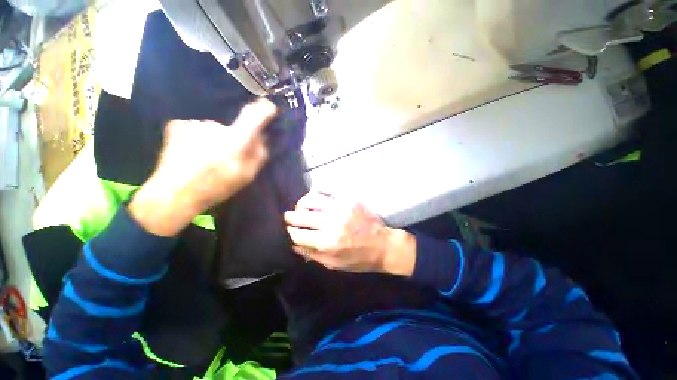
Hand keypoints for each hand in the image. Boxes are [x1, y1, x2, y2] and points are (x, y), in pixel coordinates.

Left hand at [129, 98, 276, 236]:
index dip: (263, 110)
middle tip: (224, 159)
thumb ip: (258, 155)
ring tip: (204, 160)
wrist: (174, 193)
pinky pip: (195, 130)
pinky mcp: (177, 125)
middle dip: (231, 140)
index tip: (269, 107)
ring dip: (212, 141)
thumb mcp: (247, 176)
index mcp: (234, 141)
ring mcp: (194, 124)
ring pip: (212, 130)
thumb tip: (262, 138)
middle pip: (231, 129)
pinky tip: (189, 154)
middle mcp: (215, 127)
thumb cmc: (216, 187)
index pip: (253, 117)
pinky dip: (196, 140)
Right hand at [284, 192, 415, 275]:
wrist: (383, 245)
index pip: (298, 235)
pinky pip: (327, 190)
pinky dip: (317, 193)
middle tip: (288, 217)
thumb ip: (312, 254)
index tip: (288, 230)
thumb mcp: (334, 264)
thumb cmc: (359, 259)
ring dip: (302, 204)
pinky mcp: (349, 199)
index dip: (289, 232)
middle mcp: (331, 223)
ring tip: (301, 207)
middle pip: (301, 216)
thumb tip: (294, 244)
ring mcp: (340, 208)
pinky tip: (316, 198)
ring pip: (311, 199)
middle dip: (290, 217)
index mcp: (327, 243)